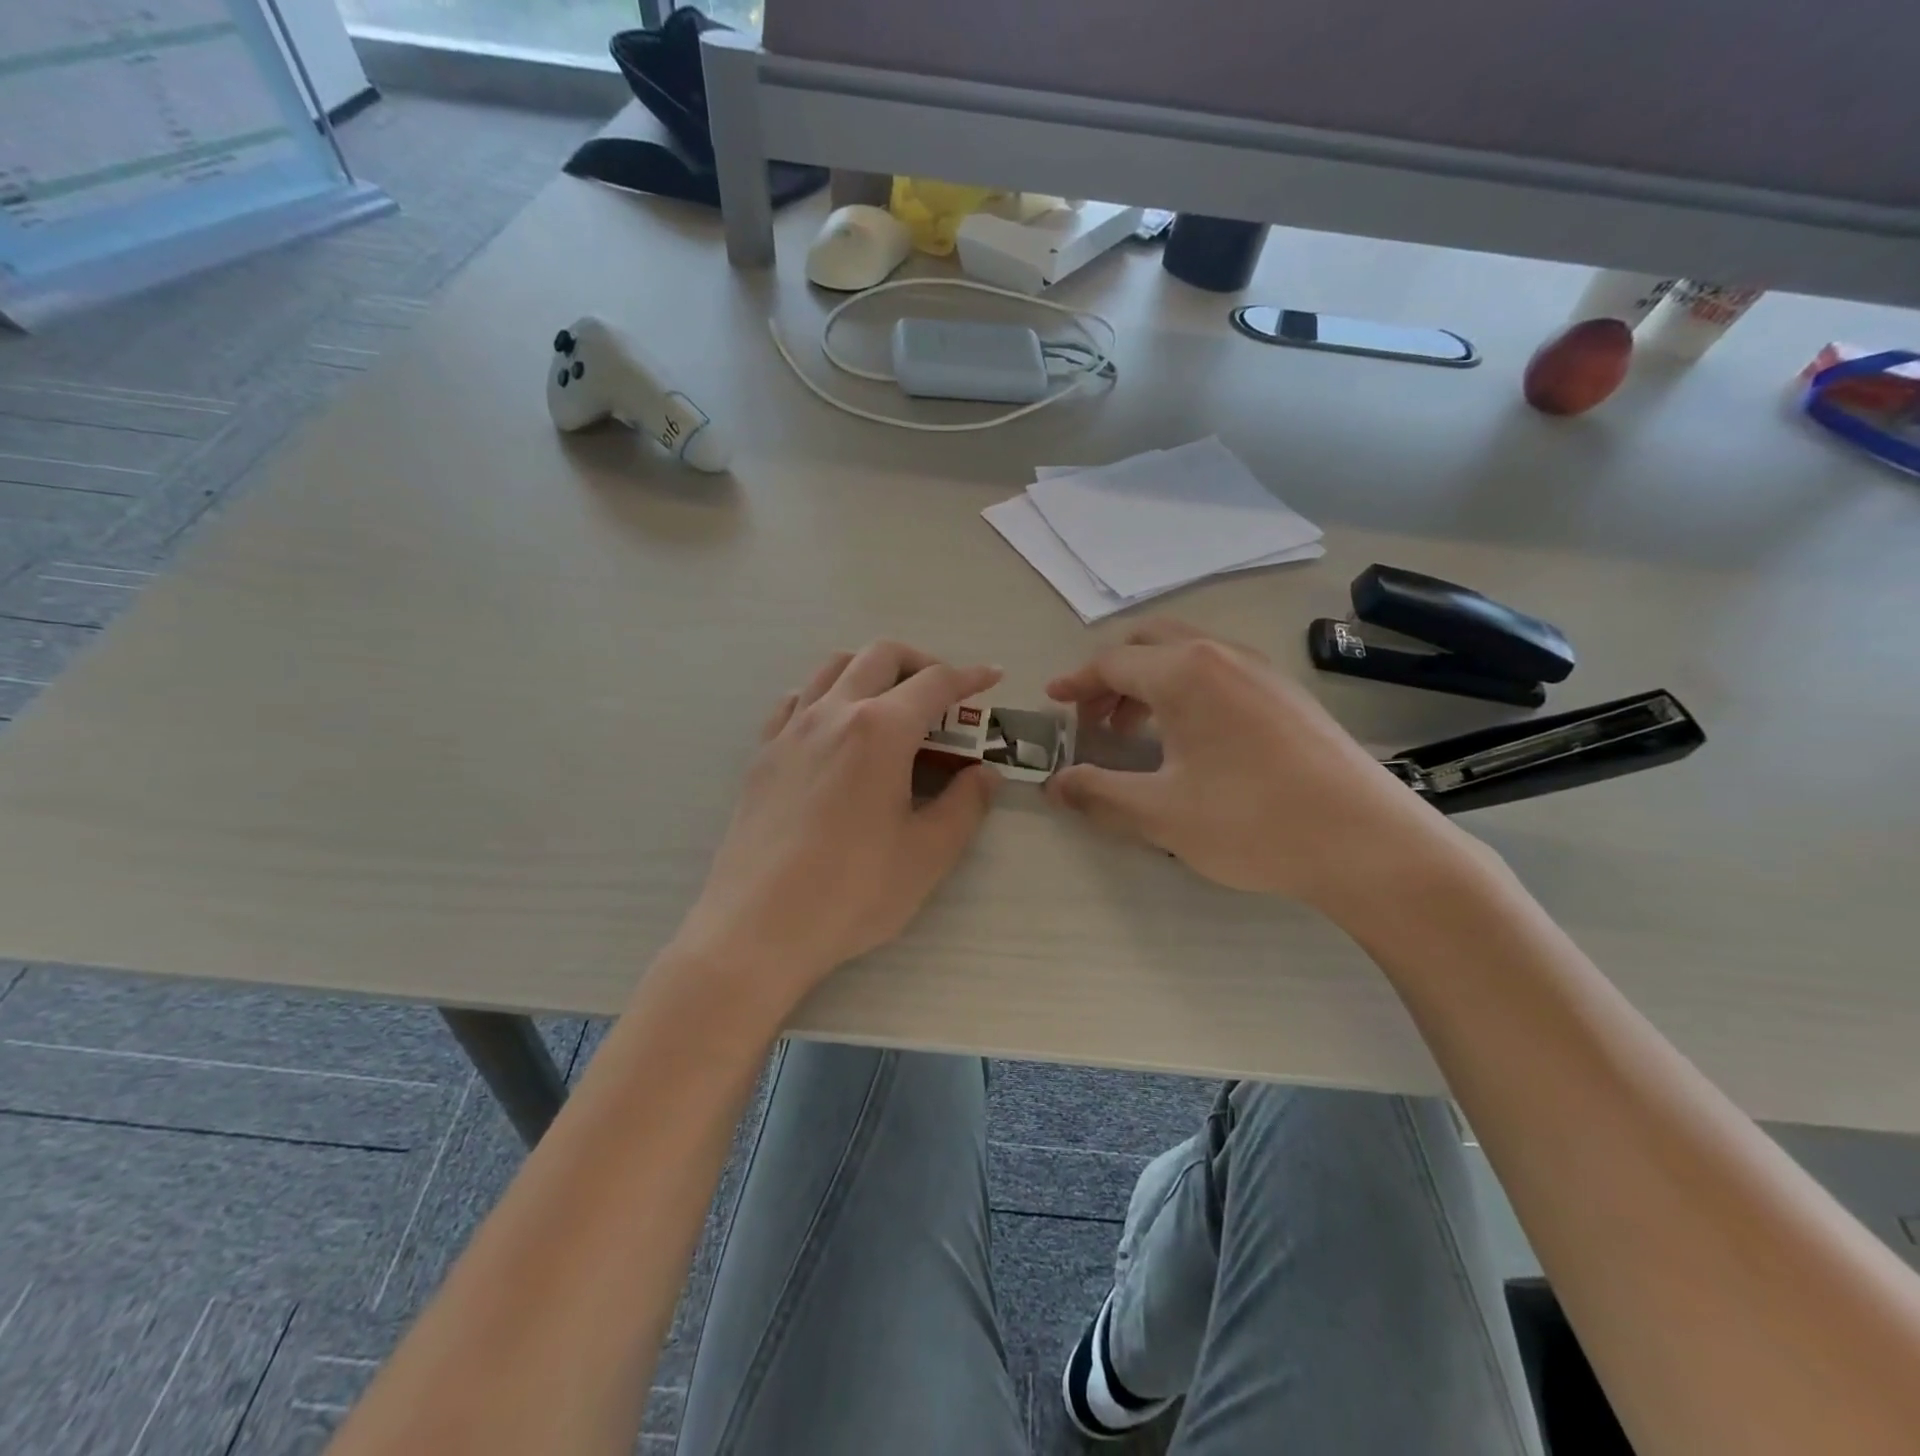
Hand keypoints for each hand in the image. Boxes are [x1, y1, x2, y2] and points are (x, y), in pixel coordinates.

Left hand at [674, 642, 1001, 998]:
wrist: (757, 927)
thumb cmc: (852, 892)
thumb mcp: (927, 854)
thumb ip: (965, 805)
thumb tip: (984, 774)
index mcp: (880, 730)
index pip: (935, 683)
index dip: (970, 676)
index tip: (992, 676)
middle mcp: (833, 713)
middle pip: (880, 656)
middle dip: (920, 662)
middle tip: (944, 696)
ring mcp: (790, 730)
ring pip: (833, 667)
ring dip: (871, 669)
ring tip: (891, 704)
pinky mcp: (763, 754)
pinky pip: (795, 700)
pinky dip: (825, 694)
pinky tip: (834, 728)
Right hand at [1044, 620, 1465, 911]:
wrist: (1368, 842)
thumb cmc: (1252, 821)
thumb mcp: (1160, 813)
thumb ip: (1098, 793)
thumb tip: (1055, 785)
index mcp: (1186, 671)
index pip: (1112, 662)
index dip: (1076, 684)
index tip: (1052, 703)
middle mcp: (1223, 655)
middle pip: (1149, 643)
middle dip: (1112, 676)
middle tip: (1093, 721)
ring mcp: (1262, 671)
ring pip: (1187, 655)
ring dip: (1149, 683)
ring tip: (1136, 734)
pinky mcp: (1288, 694)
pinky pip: (1219, 673)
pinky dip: (1186, 691)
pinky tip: (1191, 741)